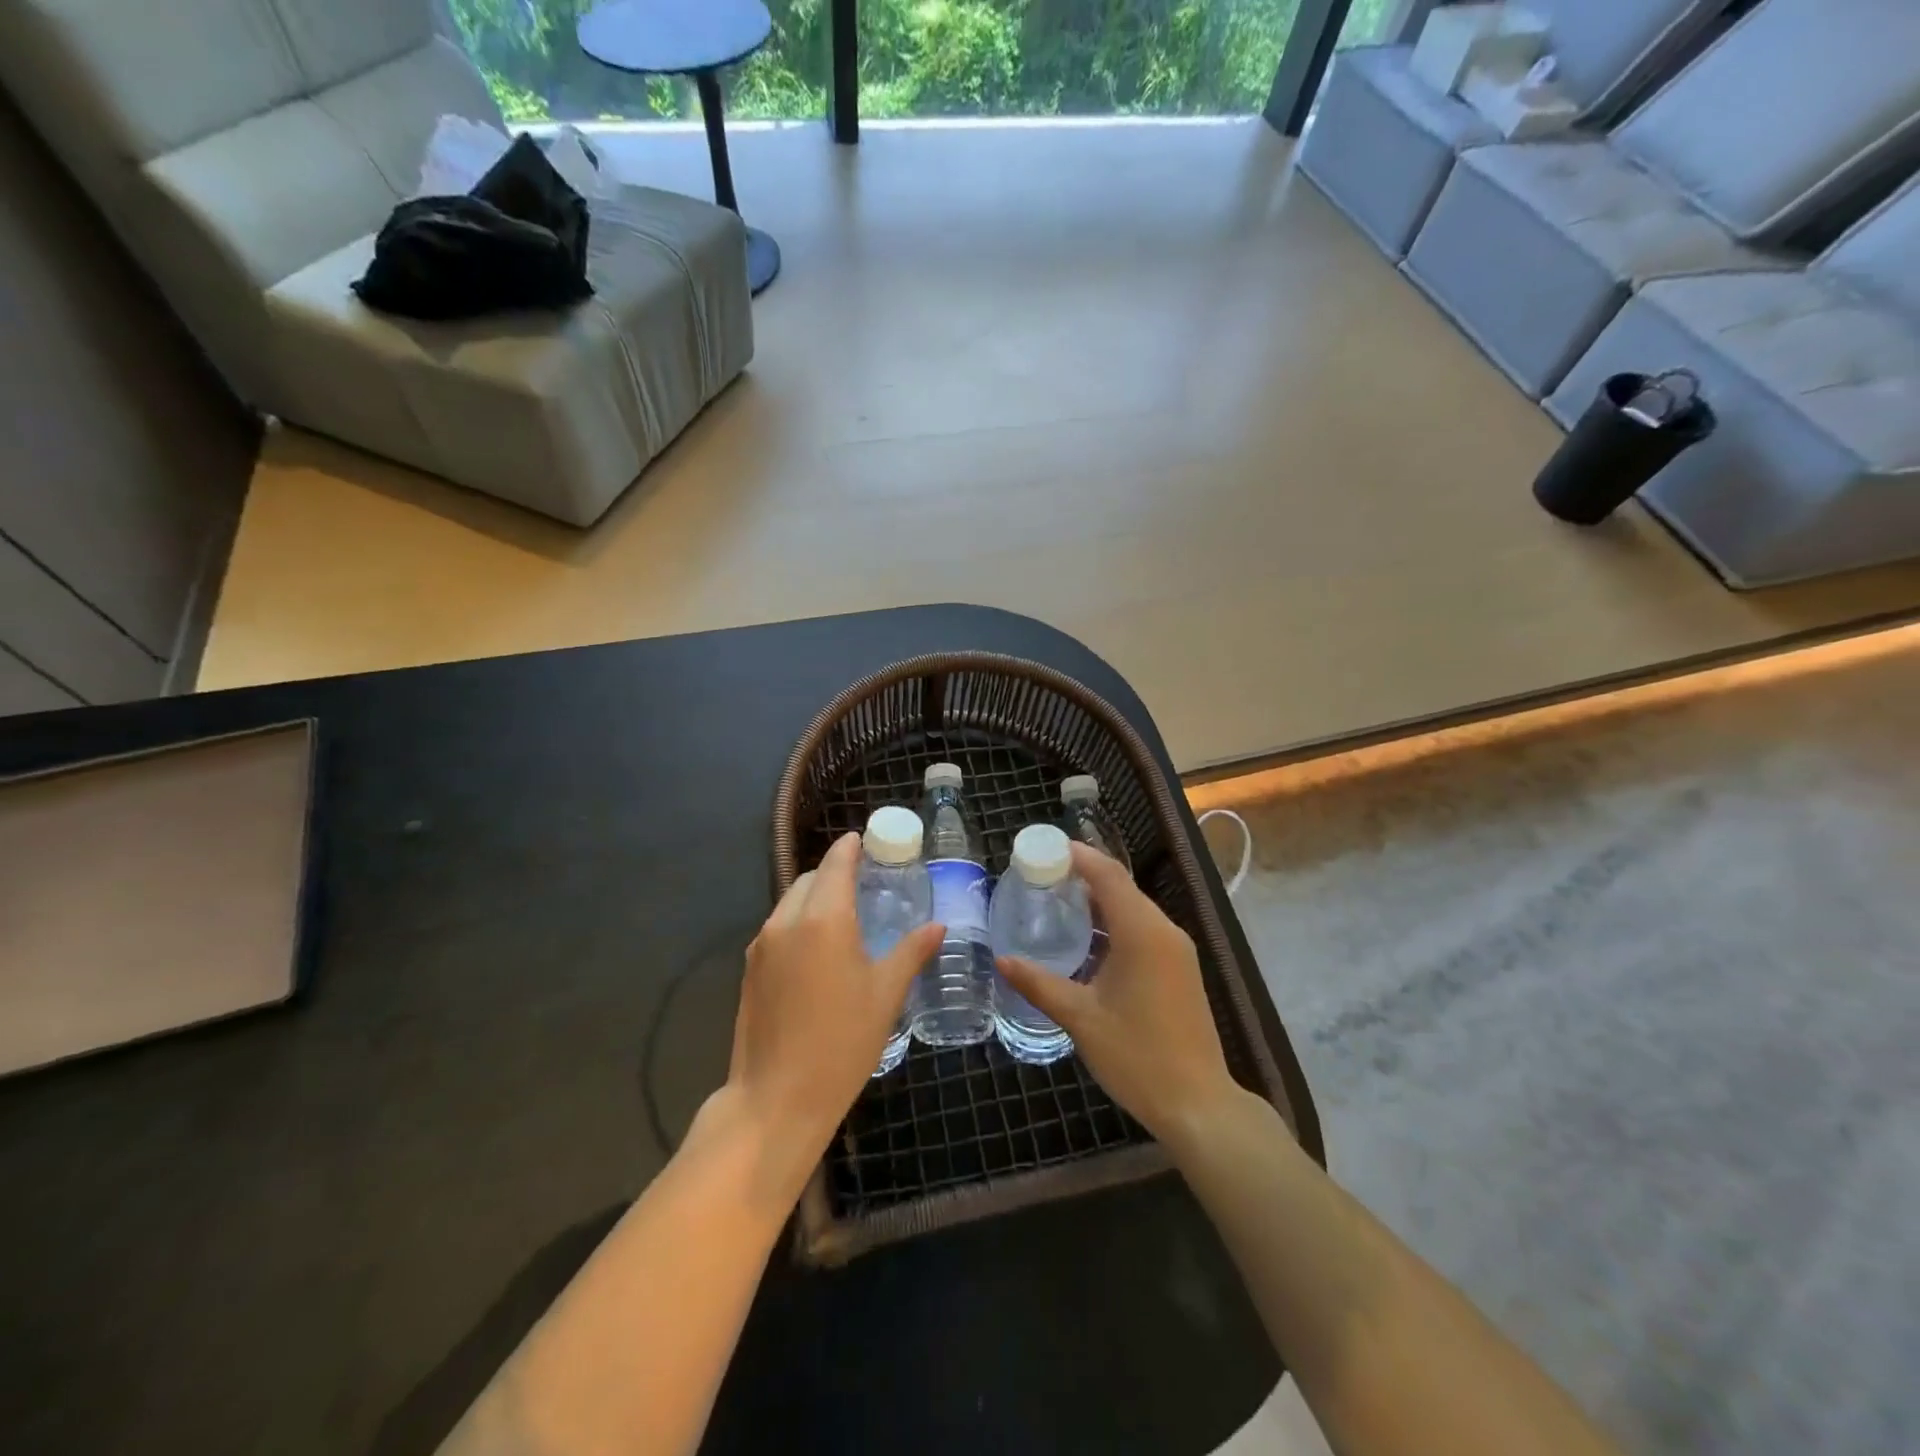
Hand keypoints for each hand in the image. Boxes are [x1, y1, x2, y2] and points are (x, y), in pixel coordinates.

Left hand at [726, 832, 944, 1158]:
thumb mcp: (885, 995)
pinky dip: (799, 921)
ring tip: (845, 915)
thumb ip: (911, 952)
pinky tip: (819, 949)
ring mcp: (762, 945)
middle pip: (811, 879)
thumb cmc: (841, 1043)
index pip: (836, 863)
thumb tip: (938, 925)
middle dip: (835, 872)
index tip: (866, 840)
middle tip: (866, 883)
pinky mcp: (749, 969)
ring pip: (791, 902)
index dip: (851, 847)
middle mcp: (786, 921)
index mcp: (823, 919)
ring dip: (816, 897)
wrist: (775, 1100)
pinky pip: (778, 927)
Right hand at [998, 842, 1241, 1145]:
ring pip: (1132, 908)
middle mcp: (1164, 931)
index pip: (1107, 874)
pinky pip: (1142, 929)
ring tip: (1056, 902)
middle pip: (1120, 886)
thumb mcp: (1080, 1018)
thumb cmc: (1137, 1056)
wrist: (1198, 1104)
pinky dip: (1113, 923)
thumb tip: (1002, 960)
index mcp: (1142, 932)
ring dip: (1098, 900)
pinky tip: (1086, 940)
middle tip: (1040, 876)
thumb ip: (1039, 983)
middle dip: (1082, 875)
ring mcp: (1176, 950)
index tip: (1043, 848)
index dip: (1077, 855)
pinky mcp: (1179, 968)